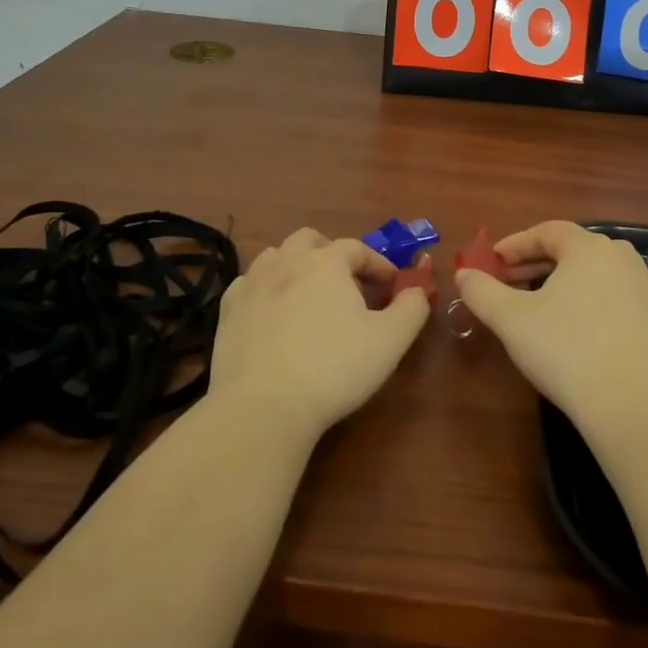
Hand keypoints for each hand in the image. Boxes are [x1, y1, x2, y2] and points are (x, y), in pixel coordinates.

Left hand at [209, 228, 428, 438]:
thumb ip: (412, 308)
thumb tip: (418, 289)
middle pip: (310, 240)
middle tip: (347, 283)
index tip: (392, 285)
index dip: (378, 264)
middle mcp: (286, 262)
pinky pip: (249, 284)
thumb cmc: (334, 368)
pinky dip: (266, 289)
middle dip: (332, 253)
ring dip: (296, 265)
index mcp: (326, 263)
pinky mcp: (228, 311)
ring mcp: (252, 284)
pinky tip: (274, 312)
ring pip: (275, 256)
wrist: (263, 406)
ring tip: (309, 294)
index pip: (357, 248)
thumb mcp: (390, 341)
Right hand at [453, 220, 647, 425]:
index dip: (516, 244)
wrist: (629, 403)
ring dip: (567, 280)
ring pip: (597, 271)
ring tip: (543, 302)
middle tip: (509, 283)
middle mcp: (622, 257)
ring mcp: (645, 285)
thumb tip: (463, 273)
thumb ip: (482, 291)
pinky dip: (595, 298)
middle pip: (573, 249)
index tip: (493, 262)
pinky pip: (619, 294)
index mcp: (589, 247)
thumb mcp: (511, 319)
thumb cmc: (565, 350)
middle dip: (537, 263)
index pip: (547, 232)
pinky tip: (583, 320)